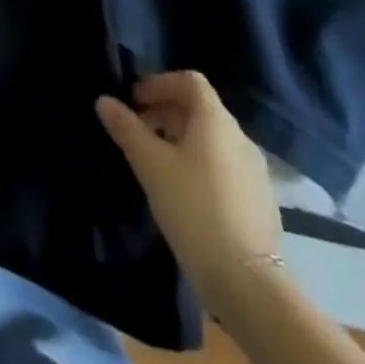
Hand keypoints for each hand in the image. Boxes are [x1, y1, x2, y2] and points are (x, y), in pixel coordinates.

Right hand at [96, 71, 282, 306]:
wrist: (247, 282)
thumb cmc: (194, 208)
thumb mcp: (150, 165)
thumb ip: (126, 128)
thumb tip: (104, 101)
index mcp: (216, 120)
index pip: (189, 81)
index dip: (159, 83)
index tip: (134, 102)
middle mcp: (240, 138)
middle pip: (200, 109)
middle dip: (165, 112)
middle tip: (137, 133)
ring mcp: (255, 172)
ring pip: (212, 140)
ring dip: (181, 140)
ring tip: (156, 165)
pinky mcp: (260, 202)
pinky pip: (224, 166)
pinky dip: (200, 165)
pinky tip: (183, 194)